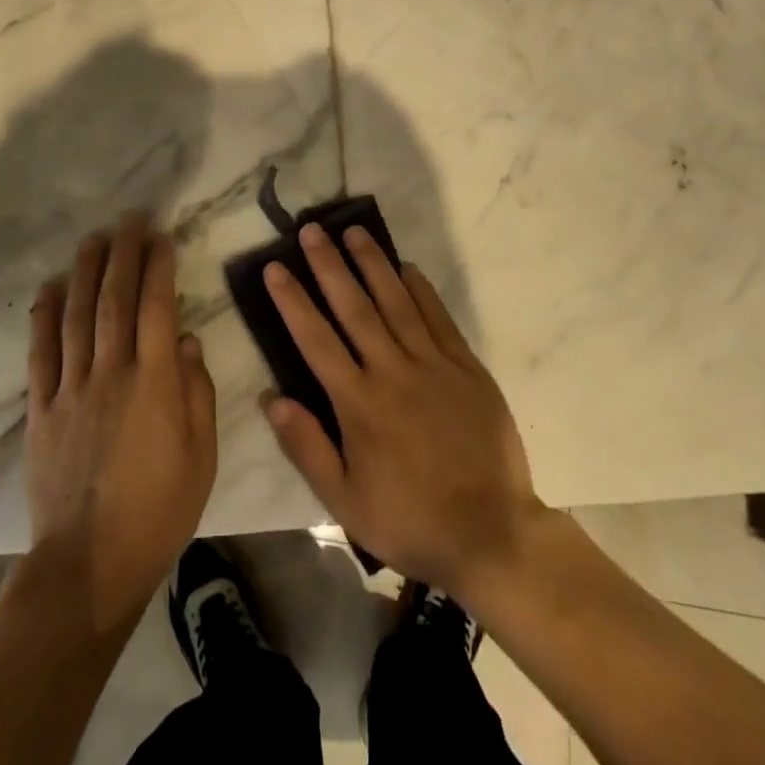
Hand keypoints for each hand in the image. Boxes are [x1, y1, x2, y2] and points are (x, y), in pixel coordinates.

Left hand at [25, 214, 217, 631]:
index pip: (157, 308)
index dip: (159, 267)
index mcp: (155, 382)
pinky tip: (49, 288)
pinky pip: (40, 353)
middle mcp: (111, 372)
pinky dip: (43, 316)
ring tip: (92, 239)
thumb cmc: (159, 510)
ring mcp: (71, 389)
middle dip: (122, 254)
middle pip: (115, 300)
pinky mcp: (41, 410)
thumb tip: (187, 340)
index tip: (162, 237)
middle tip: (128, 219)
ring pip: (76, 316)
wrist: (90, 564)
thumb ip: (197, 392)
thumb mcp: (201, 455)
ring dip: (84, 272)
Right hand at [261, 224, 545, 598]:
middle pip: (355, 308)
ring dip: (373, 264)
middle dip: (330, 266)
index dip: (293, 301)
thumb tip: (272, 398)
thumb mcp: (345, 502)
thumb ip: (307, 447)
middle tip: (312, 229)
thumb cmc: (410, 521)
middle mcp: (393, 372)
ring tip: (354, 231)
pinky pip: (439, 318)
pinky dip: (421, 290)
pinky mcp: (466, 368)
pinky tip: (407, 267)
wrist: (491, 535)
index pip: (316, 340)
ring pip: (397, 302)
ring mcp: (433, 365)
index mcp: (359, 404)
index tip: (275, 268)